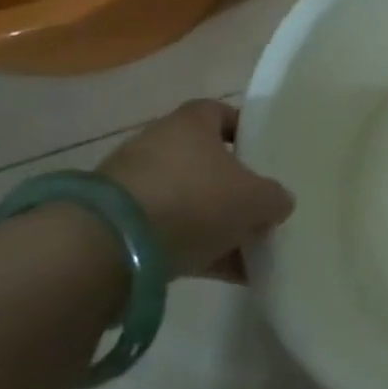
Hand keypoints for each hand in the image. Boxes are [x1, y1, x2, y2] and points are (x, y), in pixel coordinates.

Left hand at [97, 99, 293, 280]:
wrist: (110, 248)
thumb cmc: (194, 200)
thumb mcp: (255, 199)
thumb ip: (274, 197)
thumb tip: (278, 202)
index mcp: (191, 123)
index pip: (223, 114)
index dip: (246, 132)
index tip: (265, 156)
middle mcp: (159, 145)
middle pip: (206, 162)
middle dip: (233, 187)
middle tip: (260, 210)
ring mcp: (134, 187)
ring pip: (188, 201)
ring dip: (216, 224)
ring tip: (249, 252)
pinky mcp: (118, 226)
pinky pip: (169, 233)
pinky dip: (196, 249)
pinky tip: (227, 274)